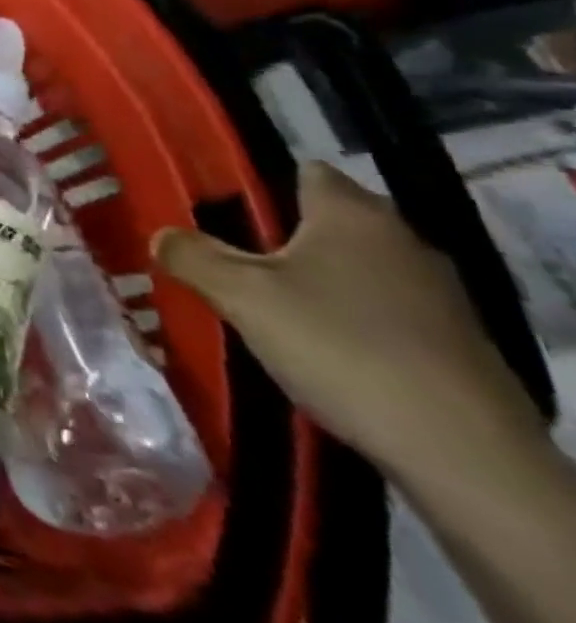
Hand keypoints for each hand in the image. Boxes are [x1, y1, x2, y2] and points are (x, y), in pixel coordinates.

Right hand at [154, 161, 544, 485]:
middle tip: (223, 260)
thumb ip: (193, 256)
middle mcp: (401, 238)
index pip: (302, 171)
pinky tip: (315, 347)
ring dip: (310, 281)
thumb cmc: (339, 346)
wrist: (461, 452)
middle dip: (274, 236)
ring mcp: (436, 292)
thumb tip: (162, 234)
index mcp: (352, 212)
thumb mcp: (241, 296)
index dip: (256, 183)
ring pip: (350, 267)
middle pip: (323, 221)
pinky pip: (378, 308)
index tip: (213, 209)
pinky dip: (344, 317)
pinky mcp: (451, 340)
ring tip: (260, 306)